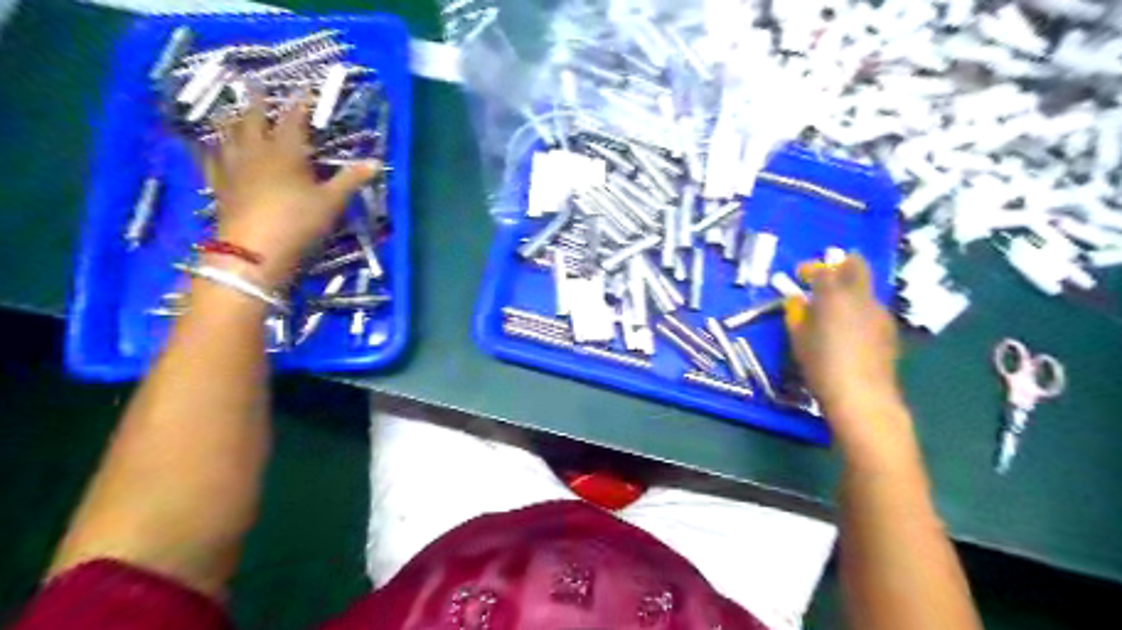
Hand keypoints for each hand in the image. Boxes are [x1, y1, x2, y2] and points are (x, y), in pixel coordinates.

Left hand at [206, 92, 383, 287]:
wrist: (255, 251)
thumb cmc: (298, 222)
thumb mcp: (332, 202)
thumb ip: (351, 180)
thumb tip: (377, 162)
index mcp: (286, 152)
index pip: (293, 119)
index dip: (300, 103)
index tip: (305, 88)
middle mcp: (256, 151)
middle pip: (253, 119)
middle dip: (256, 100)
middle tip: (252, 82)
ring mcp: (233, 167)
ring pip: (229, 134)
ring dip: (230, 119)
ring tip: (229, 108)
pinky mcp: (220, 185)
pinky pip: (210, 160)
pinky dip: (208, 149)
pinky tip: (205, 146)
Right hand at [783, 252, 915, 456]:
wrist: (861, 394)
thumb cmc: (821, 365)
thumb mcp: (799, 339)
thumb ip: (797, 314)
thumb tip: (797, 301)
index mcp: (833, 295)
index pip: (822, 270)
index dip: (810, 268)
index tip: (800, 274)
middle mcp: (859, 296)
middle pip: (856, 266)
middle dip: (841, 264)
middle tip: (826, 275)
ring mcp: (879, 311)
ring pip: (865, 288)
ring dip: (850, 288)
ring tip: (835, 306)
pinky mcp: (889, 328)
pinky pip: (872, 308)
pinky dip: (859, 308)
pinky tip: (850, 327)